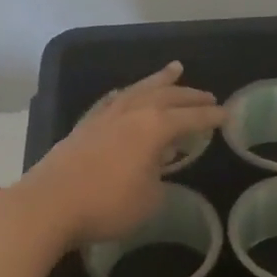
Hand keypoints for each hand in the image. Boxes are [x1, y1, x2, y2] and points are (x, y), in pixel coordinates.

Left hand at [11, 62, 224, 248]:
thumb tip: (155, 169)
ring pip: (138, 90)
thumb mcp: (149, 200)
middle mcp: (131, 113)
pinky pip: (112, 101)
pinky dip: (126, 95)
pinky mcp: (83, 127)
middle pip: (166, 96)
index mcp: (154, 127)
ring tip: (174, 70)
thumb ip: (159, 179)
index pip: (190, 118)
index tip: (227, 116)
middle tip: (207, 95)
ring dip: (158, 81)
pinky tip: (125, 95)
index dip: (211, 117)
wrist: (49, 205)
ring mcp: (104, 117)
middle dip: (190, 96)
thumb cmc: (107, 205)